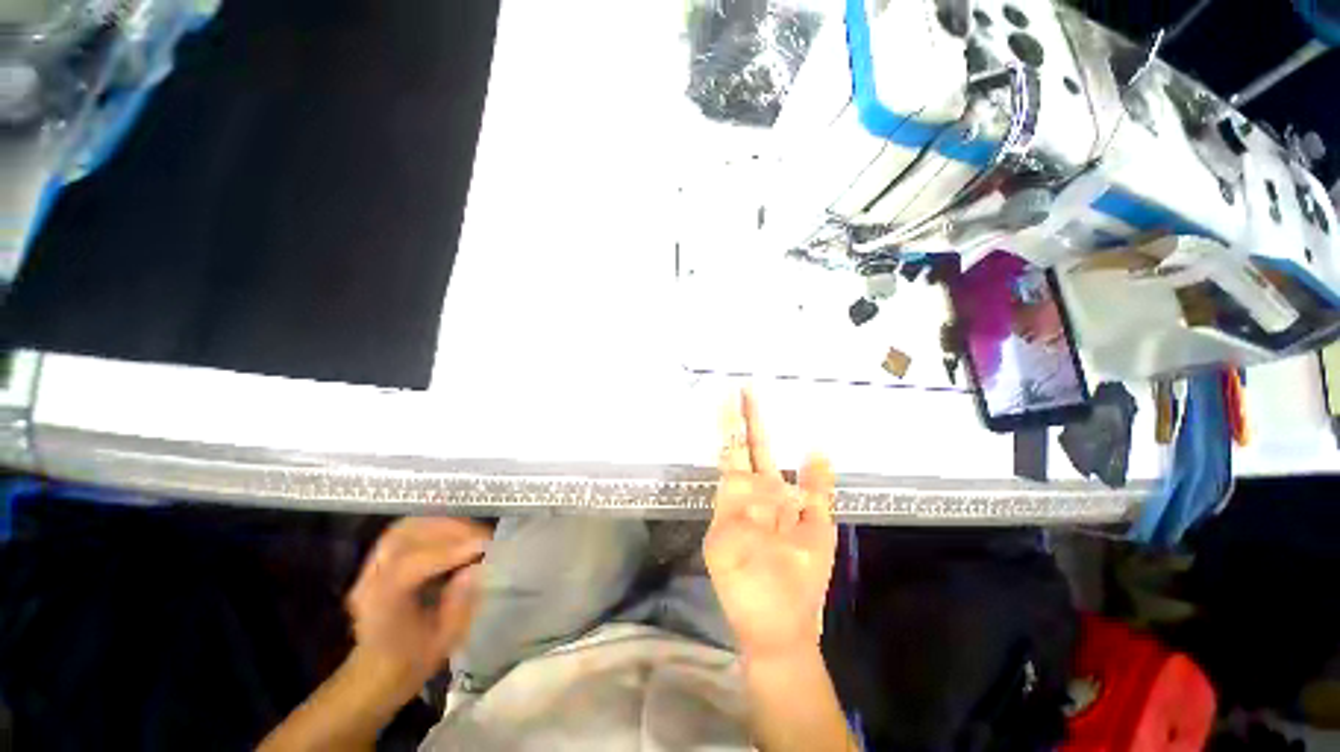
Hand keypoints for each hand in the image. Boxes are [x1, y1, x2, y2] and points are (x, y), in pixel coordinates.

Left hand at [346, 517, 491, 697]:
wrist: (376, 673)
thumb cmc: (413, 661)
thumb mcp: (444, 641)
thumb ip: (459, 604)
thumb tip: (475, 568)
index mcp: (381, 608)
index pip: (409, 566)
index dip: (450, 551)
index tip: (485, 545)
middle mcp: (369, 581)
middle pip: (404, 537)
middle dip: (449, 530)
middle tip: (482, 536)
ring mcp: (371, 567)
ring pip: (405, 528)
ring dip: (443, 524)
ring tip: (472, 533)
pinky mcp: (379, 559)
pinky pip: (406, 531)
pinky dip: (433, 526)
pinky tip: (454, 534)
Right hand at [705, 389, 836, 659]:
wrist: (780, 626)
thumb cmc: (801, 580)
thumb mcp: (817, 528)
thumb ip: (817, 488)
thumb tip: (818, 448)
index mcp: (770, 494)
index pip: (758, 449)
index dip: (754, 422)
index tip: (749, 394)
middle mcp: (748, 496)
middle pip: (741, 449)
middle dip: (738, 418)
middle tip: (737, 387)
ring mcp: (732, 512)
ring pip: (732, 467)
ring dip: (731, 436)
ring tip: (728, 403)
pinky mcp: (720, 534)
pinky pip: (729, 503)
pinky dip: (737, 483)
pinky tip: (739, 458)